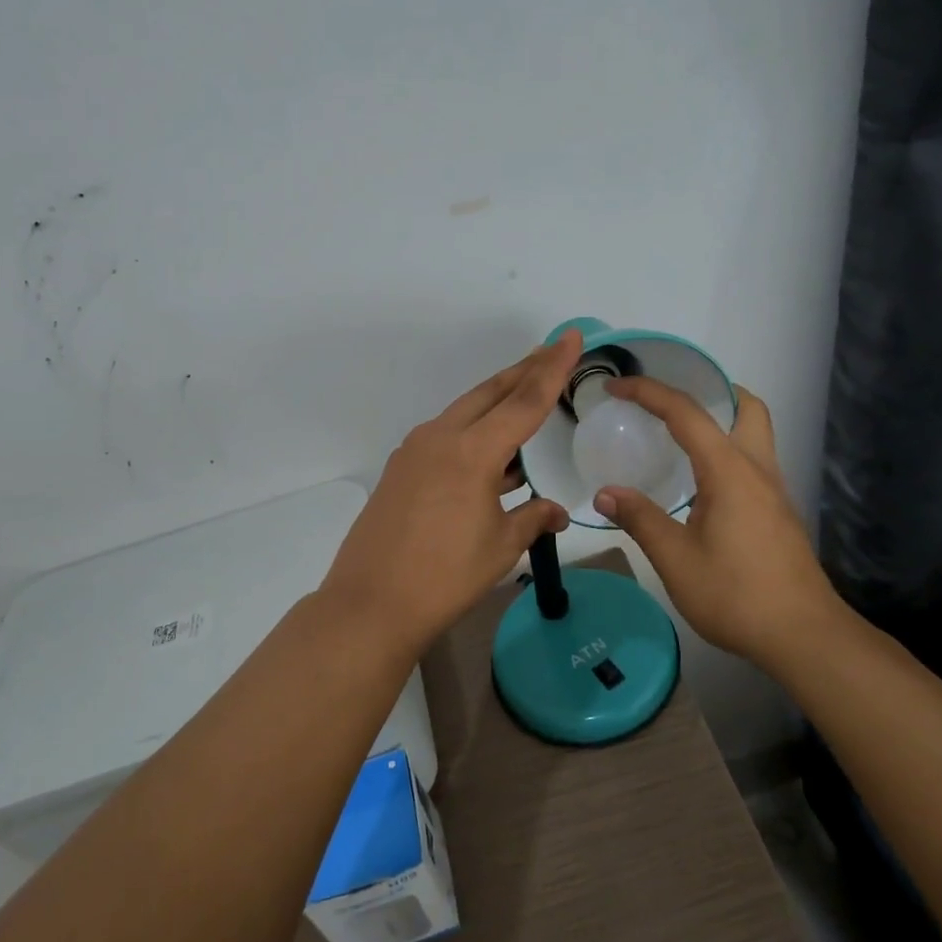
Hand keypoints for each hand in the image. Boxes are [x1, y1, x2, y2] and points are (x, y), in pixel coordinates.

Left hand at [319, 332, 580, 652]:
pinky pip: (446, 436)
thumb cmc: (445, 576)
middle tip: (552, 350)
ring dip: (497, 401)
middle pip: (490, 393)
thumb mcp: (500, 547)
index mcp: (471, 451)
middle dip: (524, 370)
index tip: (571, 338)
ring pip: (465, 411)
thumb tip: (556, 511)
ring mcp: (414, 452)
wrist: (370, 604)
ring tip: (526, 394)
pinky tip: (489, 452)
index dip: (552, 369)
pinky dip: (473, 431)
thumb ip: (532, 518)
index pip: (524, 401)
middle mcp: (440, 438)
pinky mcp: (400, 469)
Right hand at [593, 379, 842, 670]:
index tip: (616, 386)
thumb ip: (640, 519)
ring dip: (721, 422)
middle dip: (711, 391)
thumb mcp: (676, 559)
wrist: (804, 637)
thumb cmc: (736, 595)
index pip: (685, 412)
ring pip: (755, 435)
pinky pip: (752, 463)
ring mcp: (774, 492)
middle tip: (672, 402)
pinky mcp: (778, 514)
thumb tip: (606, 493)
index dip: (648, 391)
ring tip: (678, 438)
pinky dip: (726, 453)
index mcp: (729, 470)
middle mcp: (757, 469)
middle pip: (746, 407)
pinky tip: (701, 485)